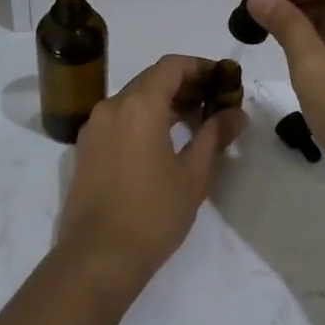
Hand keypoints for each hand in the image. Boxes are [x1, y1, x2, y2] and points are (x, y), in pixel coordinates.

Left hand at [56, 54, 246, 299]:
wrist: (97, 258)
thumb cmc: (152, 214)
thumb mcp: (193, 175)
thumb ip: (214, 135)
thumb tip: (237, 114)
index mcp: (139, 106)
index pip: (172, 66)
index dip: (200, 67)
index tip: (224, 80)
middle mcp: (112, 106)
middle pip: (151, 79)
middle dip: (185, 84)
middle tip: (215, 101)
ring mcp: (94, 127)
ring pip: (134, 98)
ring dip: (164, 102)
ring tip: (195, 121)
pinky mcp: (86, 148)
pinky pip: (119, 118)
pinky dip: (143, 118)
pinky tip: (164, 140)